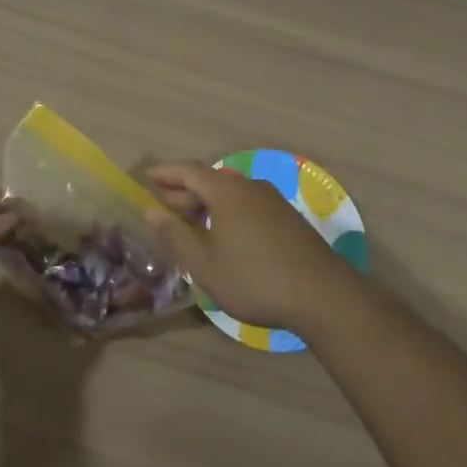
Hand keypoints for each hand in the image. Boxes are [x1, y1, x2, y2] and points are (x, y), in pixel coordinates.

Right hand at [144, 163, 358, 336]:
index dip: (165, 173)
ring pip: (231, 193)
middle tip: (163, 209)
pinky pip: (248, 204)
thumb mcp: (204, 263)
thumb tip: (152, 210)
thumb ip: (175, 234)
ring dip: (207, 203)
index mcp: (226, 190)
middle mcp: (250, 186)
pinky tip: (225, 236)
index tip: (146, 177)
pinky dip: (227, 212)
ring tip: (191, 225)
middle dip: (184, 192)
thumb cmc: (253, 278)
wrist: (321, 295)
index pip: (188, 171)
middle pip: (210, 180)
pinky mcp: (288, 218)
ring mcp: (273, 200)